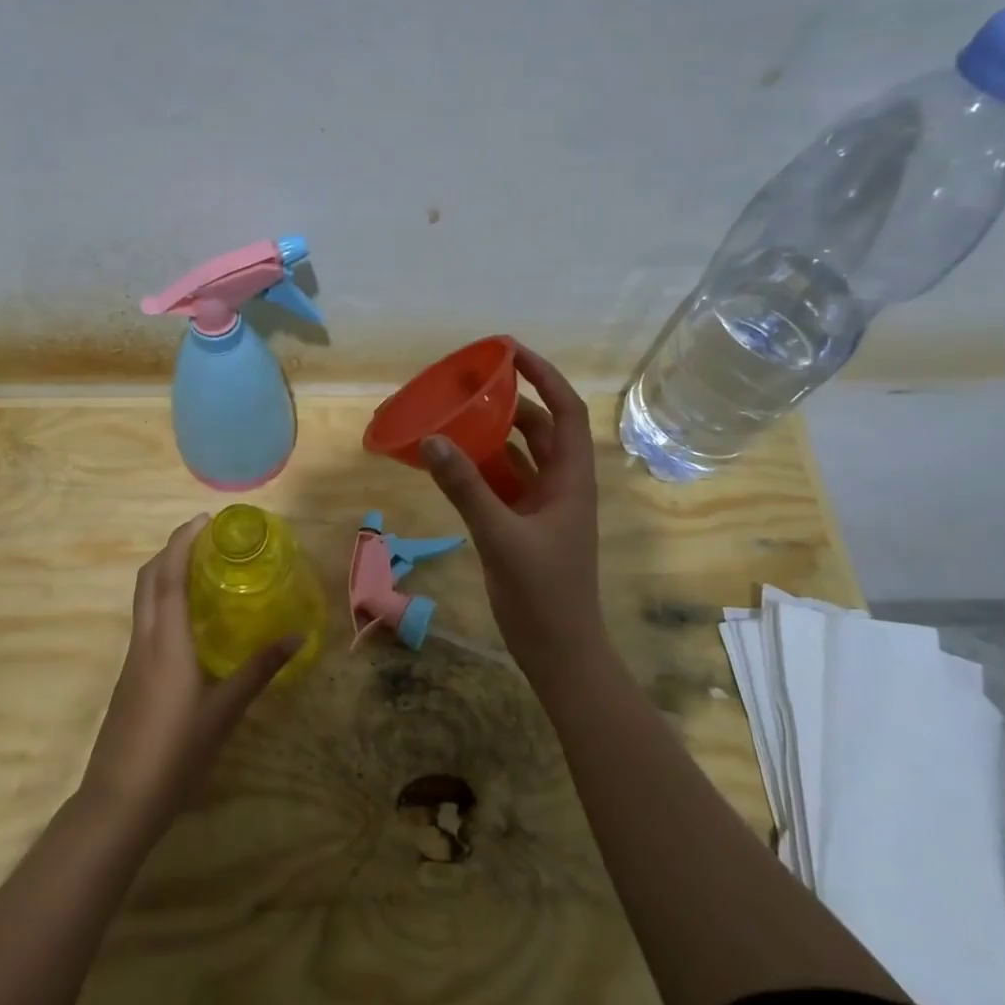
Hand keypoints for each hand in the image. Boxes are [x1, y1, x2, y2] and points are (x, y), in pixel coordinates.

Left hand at [81, 514, 298, 829]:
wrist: (119, 801)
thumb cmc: (175, 752)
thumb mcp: (224, 711)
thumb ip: (259, 670)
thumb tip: (297, 635)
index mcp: (166, 641)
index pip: (168, 576)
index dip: (182, 541)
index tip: (204, 519)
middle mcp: (144, 640)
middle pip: (148, 580)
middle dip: (171, 550)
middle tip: (205, 538)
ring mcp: (132, 659)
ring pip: (143, 600)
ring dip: (165, 574)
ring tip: (201, 570)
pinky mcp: (130, 677)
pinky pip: (146, 622)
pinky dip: (164, 602)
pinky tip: (189, 621)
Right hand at [420, 343, 605, 676]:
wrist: (560, 653)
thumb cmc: (543, 594)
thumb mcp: (500, 536)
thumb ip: (466, 488)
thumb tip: (432, 439)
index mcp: (571, 479)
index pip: (566, 411)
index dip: (544, 376)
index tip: (510, 351)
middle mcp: (561, 485)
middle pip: (541, 428)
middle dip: (511, 401)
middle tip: (472, 382)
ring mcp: (543, 506)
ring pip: (520, 455)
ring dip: (493, 434)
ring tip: (457, 413)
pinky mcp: (525, 526)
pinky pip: (503, 483)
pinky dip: (481, 468)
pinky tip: (451, 461)